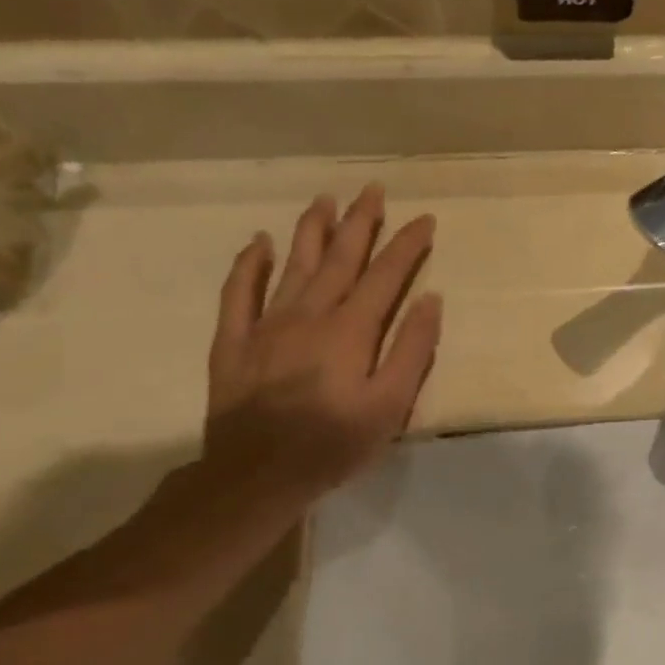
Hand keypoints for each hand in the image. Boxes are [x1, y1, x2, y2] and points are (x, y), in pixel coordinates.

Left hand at [203, 186, 441, 506]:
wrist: (256, 475)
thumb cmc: (334, 443)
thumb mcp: (390, 404)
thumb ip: (411, 350)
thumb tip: (430, 300)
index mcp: (351, 329)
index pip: (386, 274)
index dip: (407, 244)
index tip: (425, 219)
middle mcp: (309, 314)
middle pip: (340, 257)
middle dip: (361, 221)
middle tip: (373, 189)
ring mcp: (266, 324)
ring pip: (293, 264)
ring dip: (312, 229)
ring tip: (325, 199)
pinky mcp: (234, 342)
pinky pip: (238, 293)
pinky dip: (248, 264)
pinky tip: (258, 242)